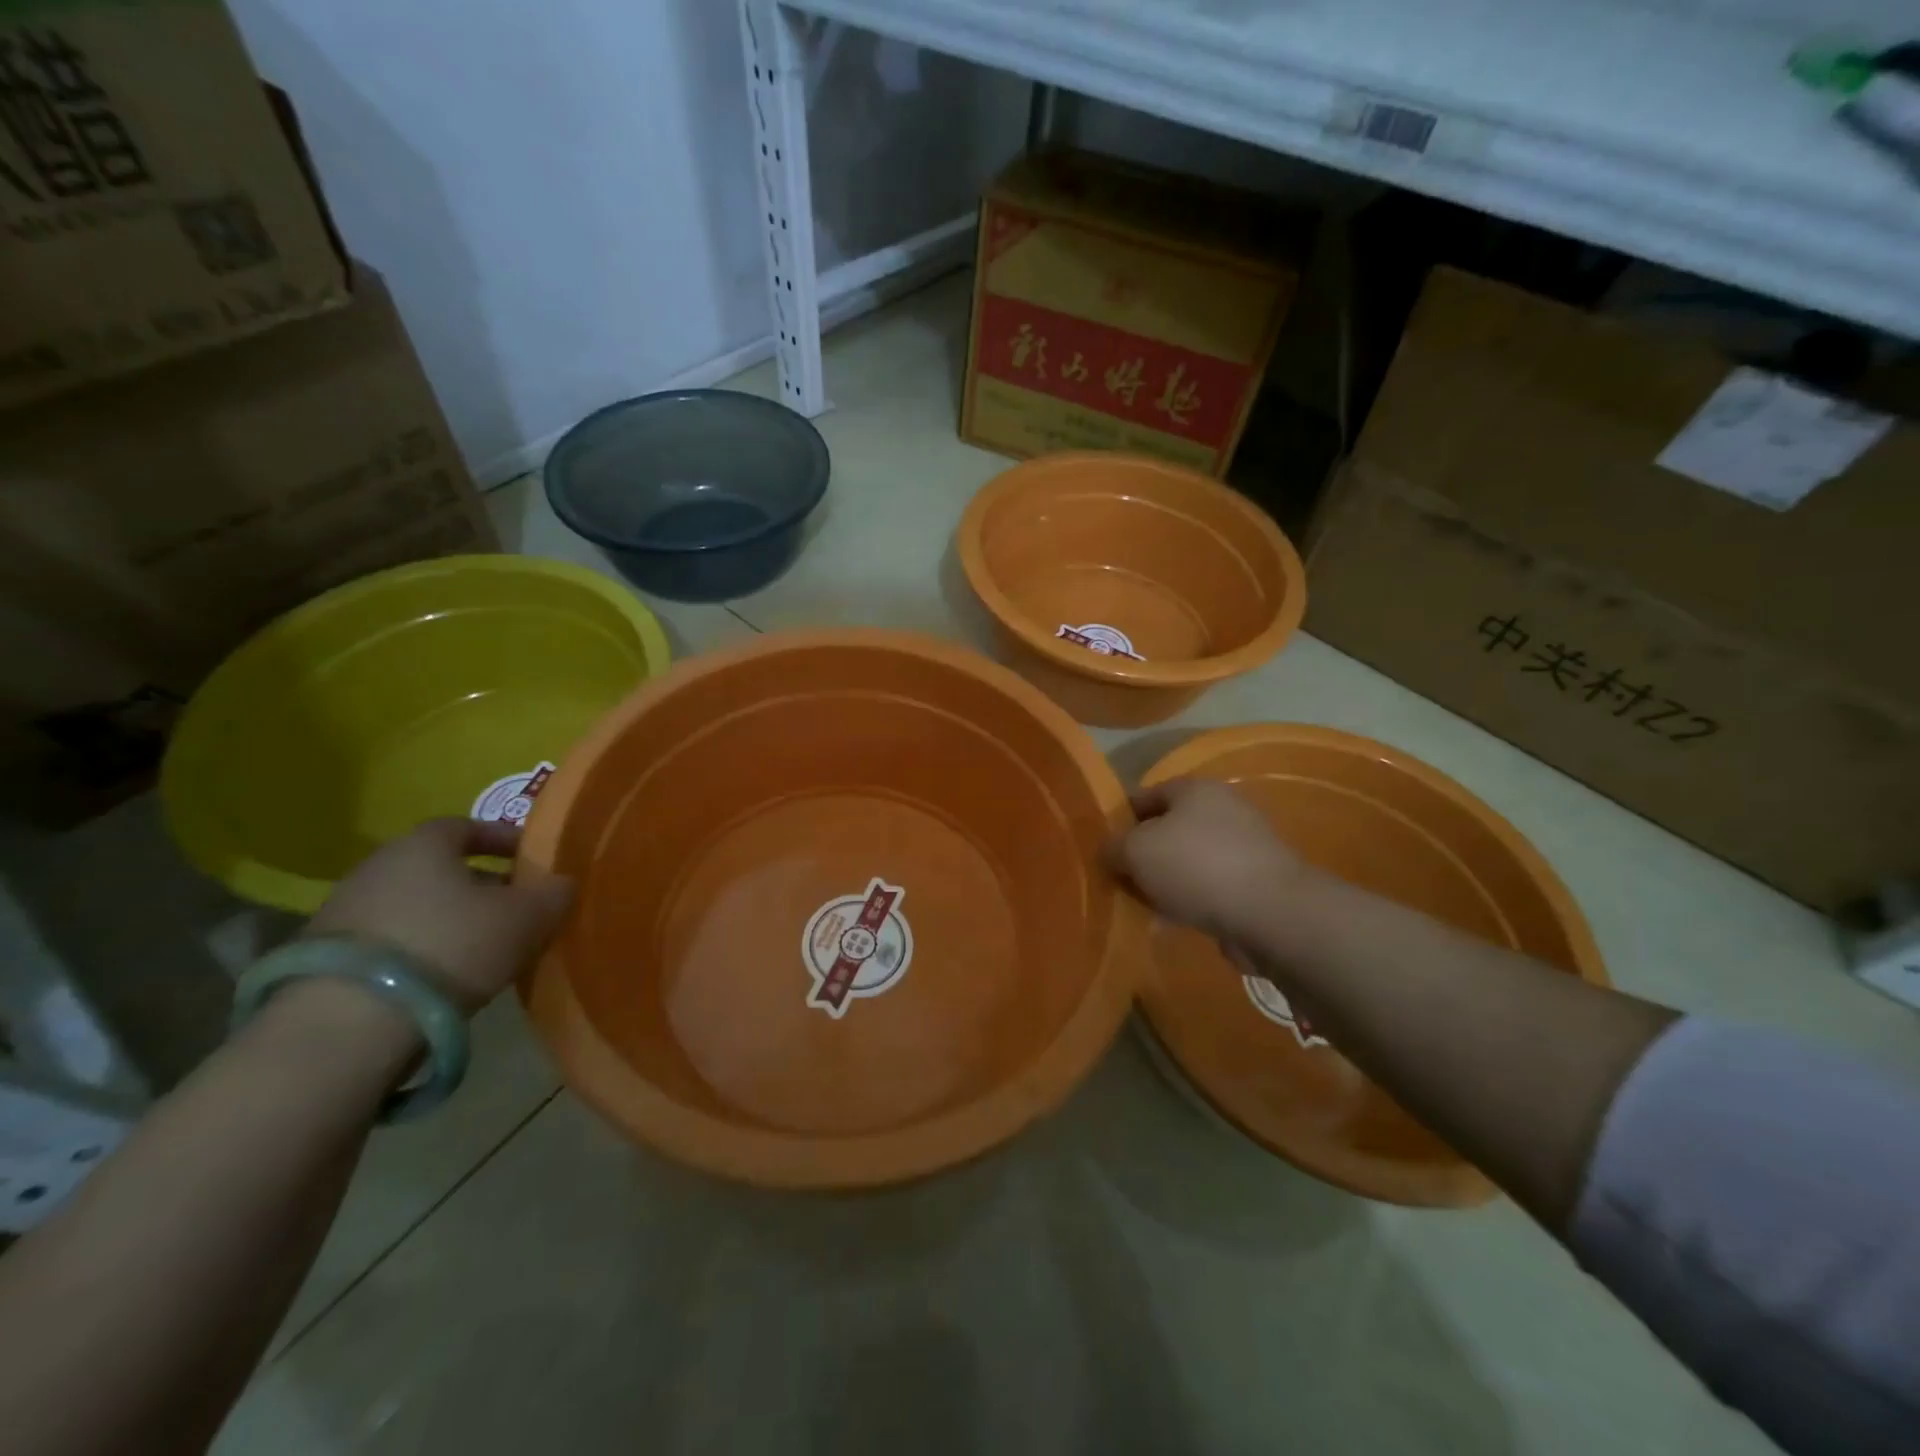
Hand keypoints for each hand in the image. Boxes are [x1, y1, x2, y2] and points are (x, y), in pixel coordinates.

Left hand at [303, 819, 573, 1010]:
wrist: (348, 1024)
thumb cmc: (452, 946)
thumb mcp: (526, 918)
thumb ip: (553, 893)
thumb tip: (562, 883)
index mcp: (423, 844)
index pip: (467, 826)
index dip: (503, 840)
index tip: (532, 860)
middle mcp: (377, 866)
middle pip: (439, 867)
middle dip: (480, 883)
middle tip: (515, 908)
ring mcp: (343, 912)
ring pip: (414, 904)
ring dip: (448, 918)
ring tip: (484, 947)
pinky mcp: (322, 959)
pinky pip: (389, 940)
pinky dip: (420, 948)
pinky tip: (442, 976)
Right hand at [1104, 778, 1310, 941]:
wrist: (1271, 913)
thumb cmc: (1196, 867)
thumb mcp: (1135, 851)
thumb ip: (1113, 847)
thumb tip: (1109, 851)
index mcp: (1195, 789)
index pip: (1146, 795)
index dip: (1121, 819)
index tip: (1105, 847)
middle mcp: (1223, 808)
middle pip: (1169, 829)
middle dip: (1145, 855)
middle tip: (1123, 881)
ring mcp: (1245, 845)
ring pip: (1190, 861)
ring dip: (1167, 882)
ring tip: (1147, 908)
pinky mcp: (1258, 881)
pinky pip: (1212, 887)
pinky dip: (1192, 901)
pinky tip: (1176, 923)